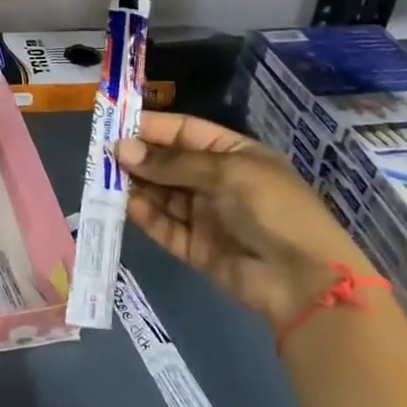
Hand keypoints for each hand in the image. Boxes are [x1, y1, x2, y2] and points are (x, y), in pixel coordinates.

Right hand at [115, 112, 375, 332]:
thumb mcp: (226, 173)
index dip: (152, 127)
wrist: (305, 282)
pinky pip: (166, 227)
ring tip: (105, 179)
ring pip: (163, 195)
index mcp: (233, 154)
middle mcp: (217, 181)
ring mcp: (207, 215)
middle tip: (102, 155)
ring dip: (137, 186)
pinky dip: (147, 217)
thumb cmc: (272, 209)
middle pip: (169, 163)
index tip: (115, 125)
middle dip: (139, 157)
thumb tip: (122, 149)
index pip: (185, 131)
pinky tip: (128, 206)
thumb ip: (173, 162)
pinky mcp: (197, 248)